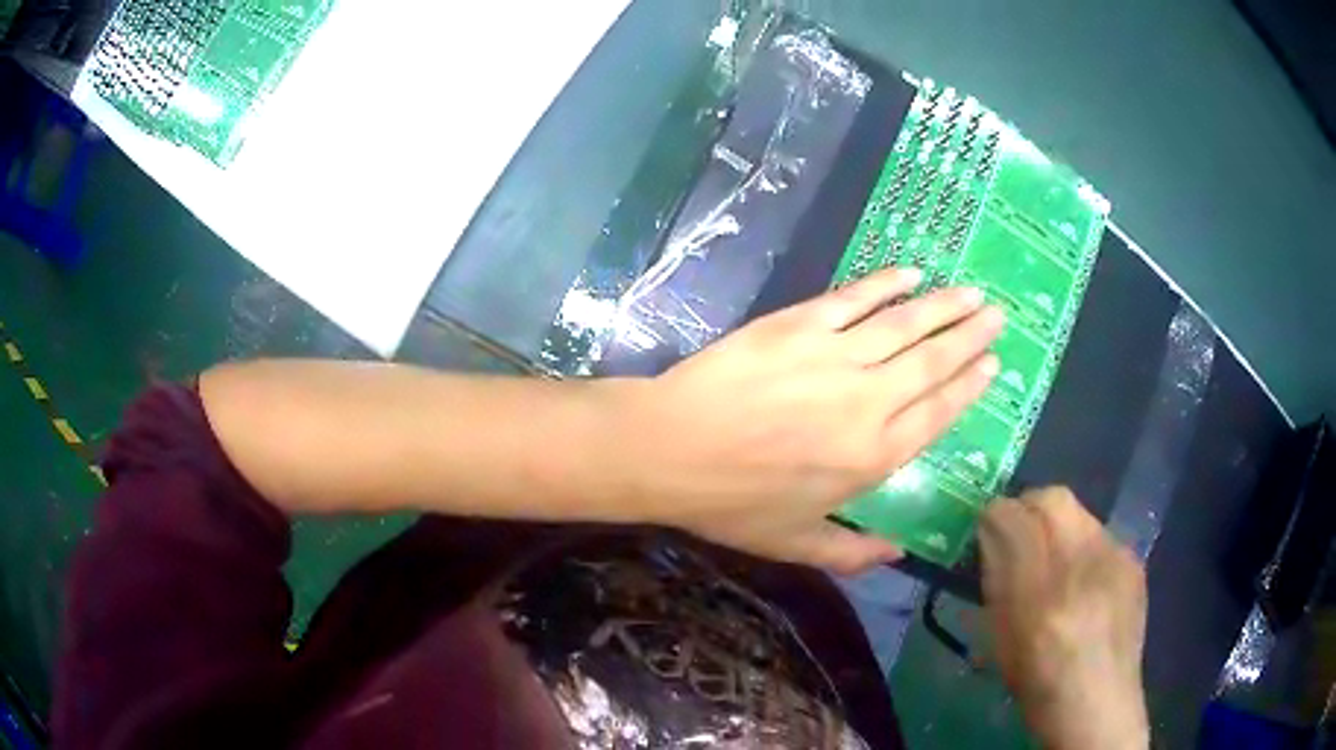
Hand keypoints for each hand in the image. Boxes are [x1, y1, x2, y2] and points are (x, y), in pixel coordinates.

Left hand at [610, 268, 1003, 573]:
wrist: (670, 449)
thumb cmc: (731, 503)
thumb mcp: (792, 544)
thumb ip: (850, 554)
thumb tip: (897, 554)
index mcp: (873, 457)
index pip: (938, 413)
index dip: (970, 386)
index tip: (993, 364)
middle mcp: (869, 401)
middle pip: (934, 363)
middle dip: (970, 337)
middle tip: (997, 316)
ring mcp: (836, 356)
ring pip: (906, 325)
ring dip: (944, 306)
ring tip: (971, 293)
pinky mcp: (801, 324)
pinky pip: (855, 298)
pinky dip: (886, 283)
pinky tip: (910, 273)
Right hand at [979, 488, 1149, 749]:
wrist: (1097, 703)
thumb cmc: (1038, 680)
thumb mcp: (999, 638)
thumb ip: (996, 579)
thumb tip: (991, 533)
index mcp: (1040, 592)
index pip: (1013, 517)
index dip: (996, 515)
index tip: (987, 529)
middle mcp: (1084, 564)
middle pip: (1054, 499)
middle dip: (1031, 508)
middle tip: (1019, 535)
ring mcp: (1118, 558)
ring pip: (1081, 515)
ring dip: (1060, 527)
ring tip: (1055, 562)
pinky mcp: (1135, 564)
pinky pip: (1103, 536)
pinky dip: (1086, 547)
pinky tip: (1085, 579)